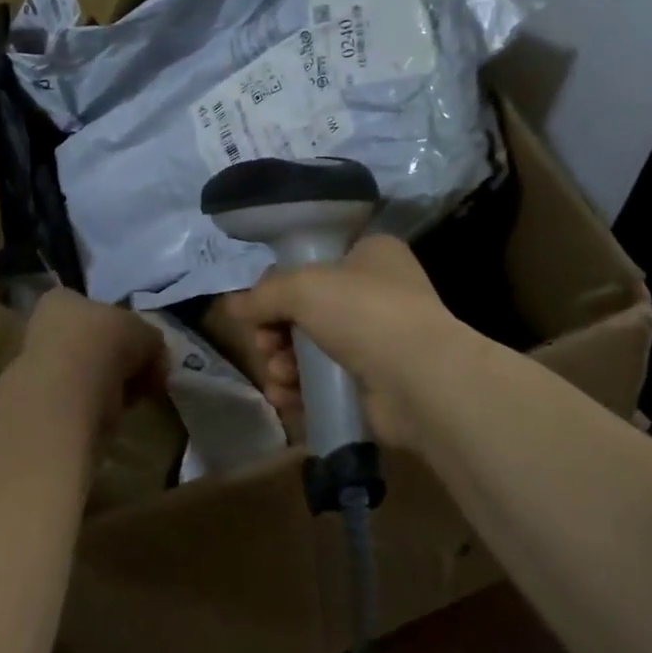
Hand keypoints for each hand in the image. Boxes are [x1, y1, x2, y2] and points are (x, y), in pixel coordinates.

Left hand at [19, 288, 168, 430]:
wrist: (71, 394)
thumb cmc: (106, 342)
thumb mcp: (146, 331)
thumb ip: (150, 340)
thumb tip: (153, 357)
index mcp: (61, 300)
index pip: (94, 307)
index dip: (123, 326)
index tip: (142, 345)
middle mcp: (43, 328)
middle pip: (92, 341)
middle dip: (119, 359)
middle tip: (144, 372)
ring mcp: (39, 367)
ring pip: (88, 372)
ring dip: (112, 383)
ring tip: (133, 394)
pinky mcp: (44, 403)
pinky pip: (82, 399)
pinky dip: (101, 405)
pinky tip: (116, 412)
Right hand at [216, 235, 466, 451]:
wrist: (421, 380)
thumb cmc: (363, 312)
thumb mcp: (302, 287)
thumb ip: (262, 295)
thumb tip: (231, 307)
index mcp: (370, 254)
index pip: (314, 262)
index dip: (281, 284)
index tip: (260, 306)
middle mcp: (377, 293)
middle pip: (306, 309)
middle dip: (276, 331)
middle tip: (266, 345)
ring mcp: (378, 341)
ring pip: (311, 348)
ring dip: (284, 363)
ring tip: (279, 376)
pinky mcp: (374, 385)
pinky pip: (324, 382)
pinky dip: (300, 390)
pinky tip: (285, 398)